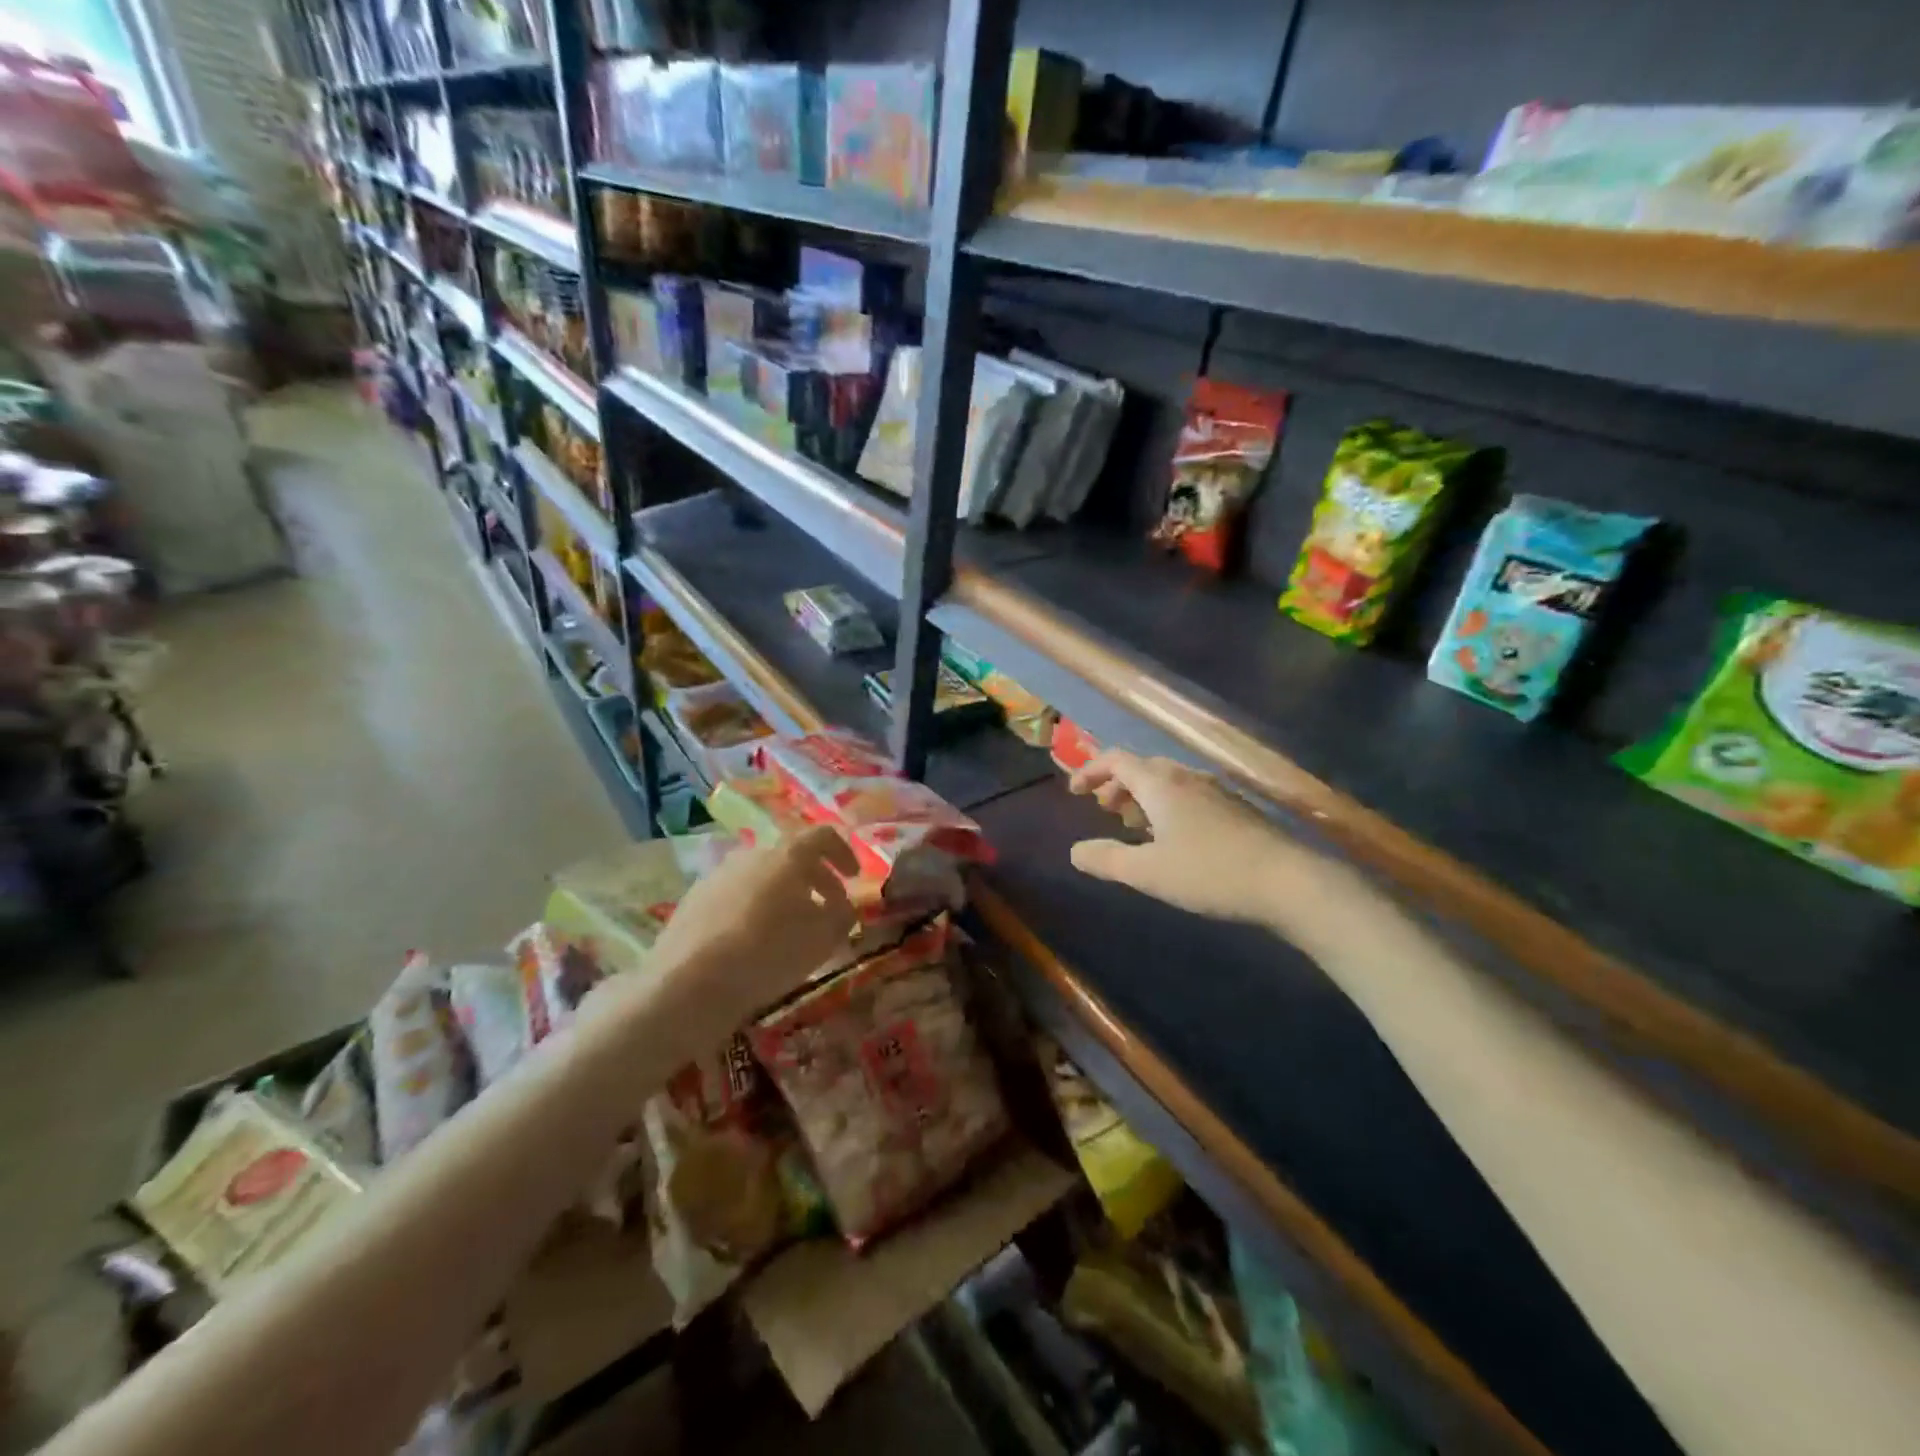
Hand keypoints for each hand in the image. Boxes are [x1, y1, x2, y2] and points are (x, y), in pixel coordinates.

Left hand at [641, 825, 859, 1023]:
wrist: (687, 984)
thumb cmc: (768, 953)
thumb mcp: (822, 938)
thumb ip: (843, 916)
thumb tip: (844, 907)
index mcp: (786, 855)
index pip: (823, 837)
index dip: (844, 853)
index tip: (854, 878)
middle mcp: (751, 854)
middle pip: (791, 857)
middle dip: (817, 880)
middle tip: (829, 909)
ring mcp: (718, 875)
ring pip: (762, 877)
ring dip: (784, 895)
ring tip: (791, 929)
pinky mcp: (694, 900)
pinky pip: (736, 895)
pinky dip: (754, 909)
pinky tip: (754, 942)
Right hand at [1068, 751, 1360, 944]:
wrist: (1288, 881)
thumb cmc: (1209, 872)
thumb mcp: (1148, 872)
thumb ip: (1107, 859)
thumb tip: (1075, 851)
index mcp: (1160, 784)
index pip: (1116, 760)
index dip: (1091, 770)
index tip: (1074, 791)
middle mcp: (1186, 777)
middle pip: (1142, 767)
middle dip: (1117, 784)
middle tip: (1104, 810)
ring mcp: (1215, 790)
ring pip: (1168, 781)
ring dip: (1143, 796)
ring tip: (1135, 826)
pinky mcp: (1236, 808)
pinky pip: (1188, 795)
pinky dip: (1168, 806)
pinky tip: (1174, 838)